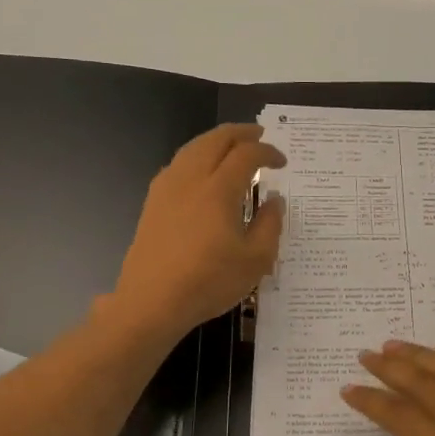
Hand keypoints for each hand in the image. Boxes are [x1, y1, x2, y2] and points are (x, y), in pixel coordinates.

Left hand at [109, 124, 285, 341]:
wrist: (152, 301)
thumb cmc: (209, 282)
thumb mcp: (256, 260)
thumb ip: (270, 224)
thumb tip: (273, 199)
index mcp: (219, 189)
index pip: (247, 155)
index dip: (268, 152)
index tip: (282, 162)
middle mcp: (191, 179)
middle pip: (215, 140)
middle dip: (240, 133)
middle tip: (259, 136)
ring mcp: (167, 188)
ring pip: (193, 148)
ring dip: (216, 141)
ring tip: (232, 147)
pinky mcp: (153, 202)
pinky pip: (178, 164)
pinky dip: (197, 156)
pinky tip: (203, 171)